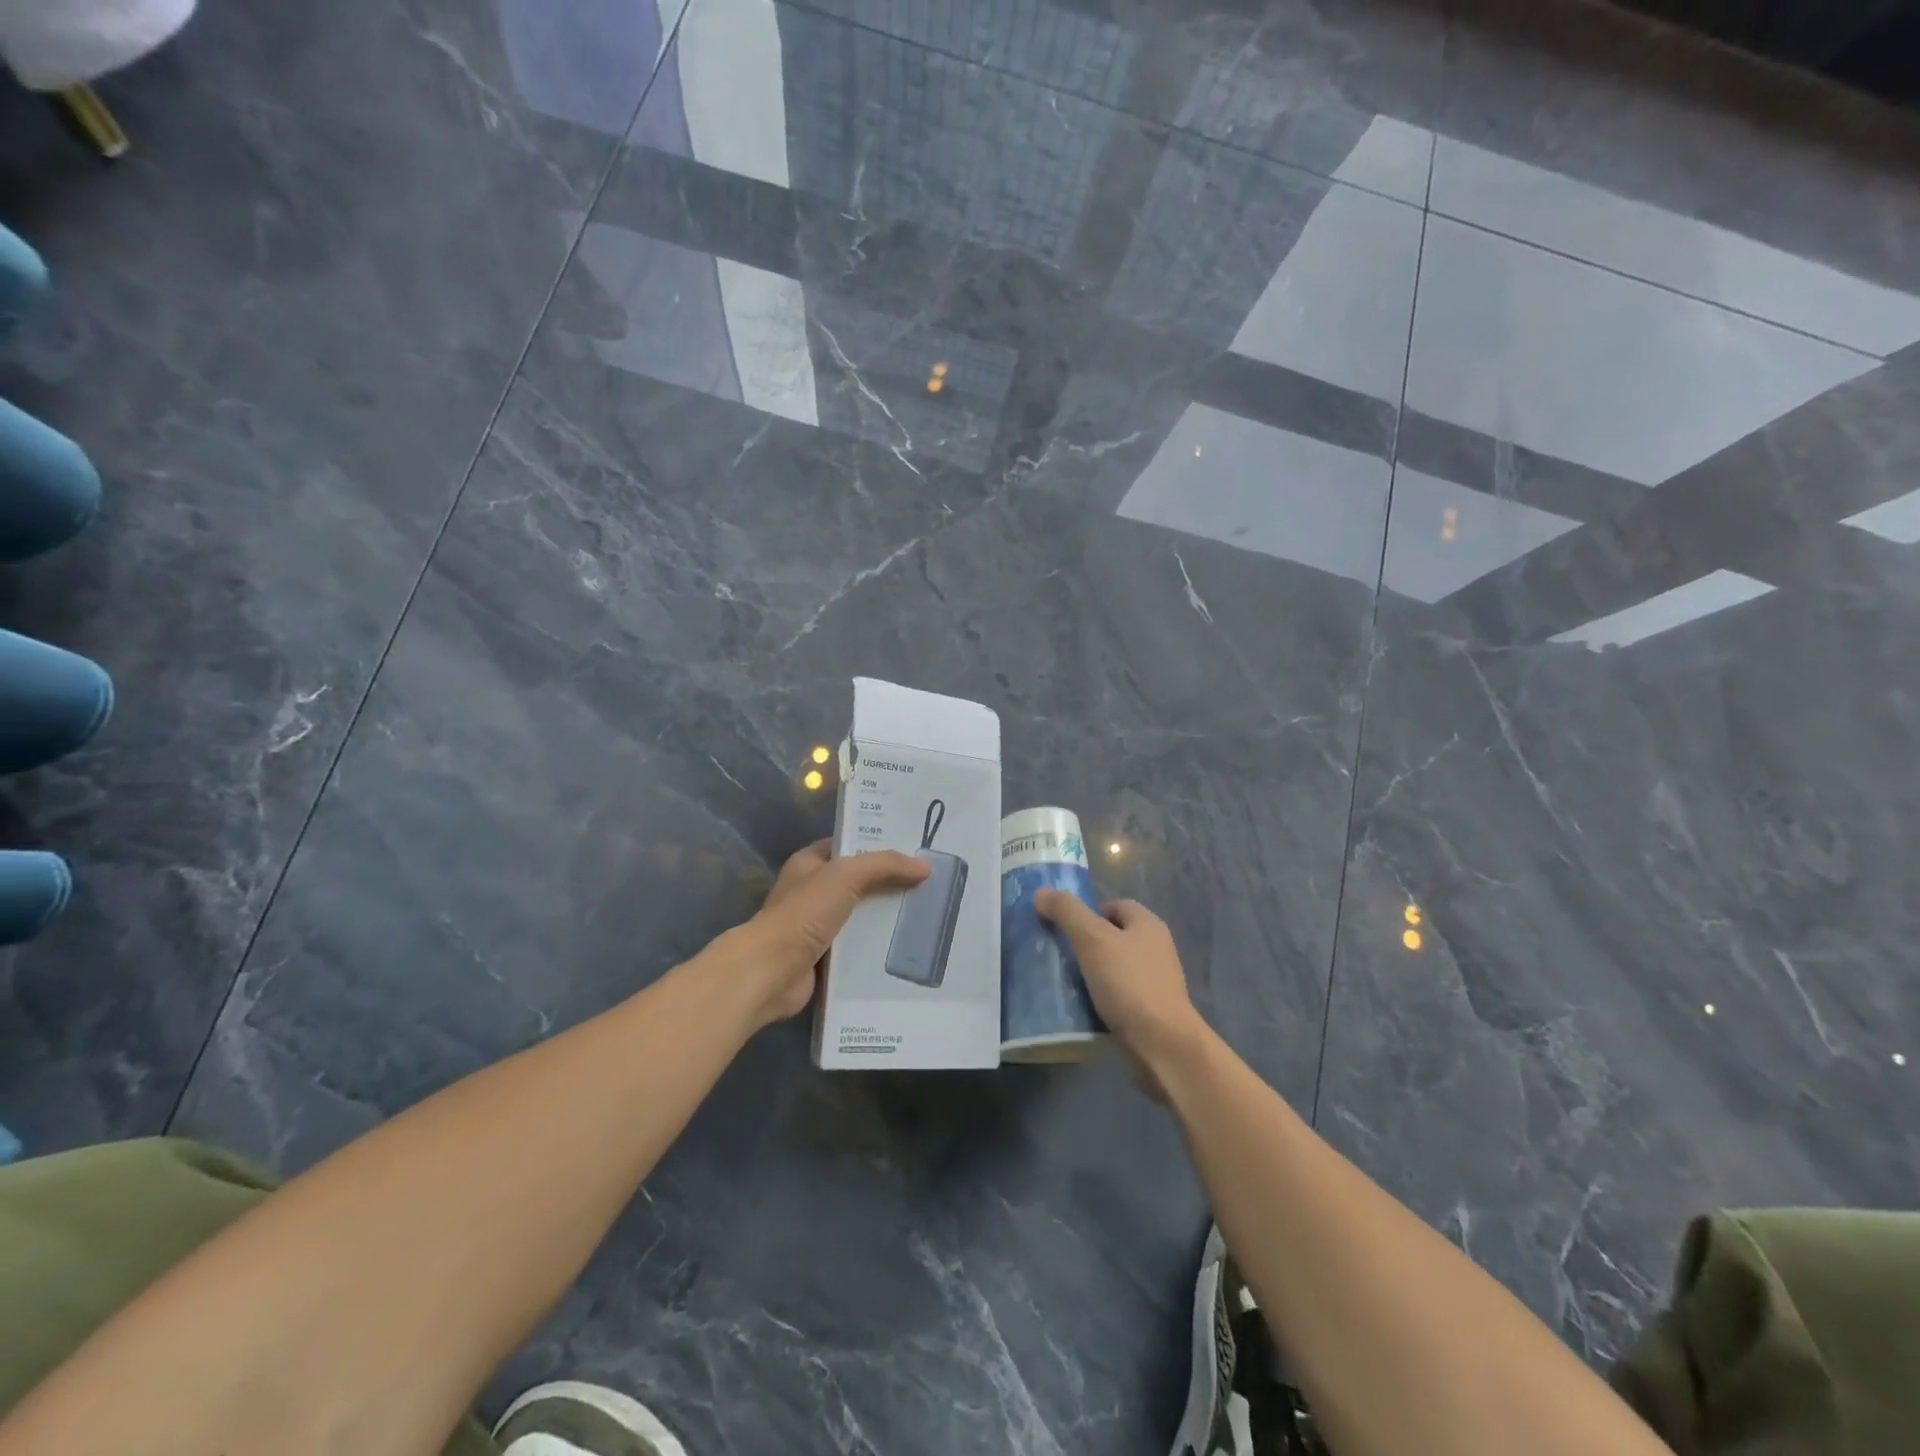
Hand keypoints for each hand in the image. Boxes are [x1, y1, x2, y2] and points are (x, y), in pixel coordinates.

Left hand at [732, 840, 929, 1027]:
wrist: (771, 972)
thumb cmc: (804, 913)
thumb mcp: (846, 875)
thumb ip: (884, 865)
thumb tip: (925, 866)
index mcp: (810, 863)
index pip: (850, 845)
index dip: (880, 843)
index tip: (915, 847)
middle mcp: (813, 891)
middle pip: (860, 882)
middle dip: (891, 883)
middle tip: (931, 882)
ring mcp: (818, 926)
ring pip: (862, 915)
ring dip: (888, 917)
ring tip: (928, 914)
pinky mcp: (826, 958)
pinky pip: (859, 947)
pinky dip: (879, 948)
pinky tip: (909, 947)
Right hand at [1034, 892, 1204, 1092]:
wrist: (1163, 1047)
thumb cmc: (1130, 984)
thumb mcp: (1093, 940)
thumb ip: (1067, 912)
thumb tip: (1042, 892)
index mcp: (1148, 925)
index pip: (1115, 905)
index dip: (1088, 911)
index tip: (1063, 928)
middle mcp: (1154, 949)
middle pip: (1112, 937)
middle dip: (1084, 944)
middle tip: (1057, 954)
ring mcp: (1153, 982)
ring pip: (1112, 968)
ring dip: (1088, 974)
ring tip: (1061, 982)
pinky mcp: (1148, 1012)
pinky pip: (1116, 997)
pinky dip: (1098, 1000)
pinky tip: (1079, 1008)